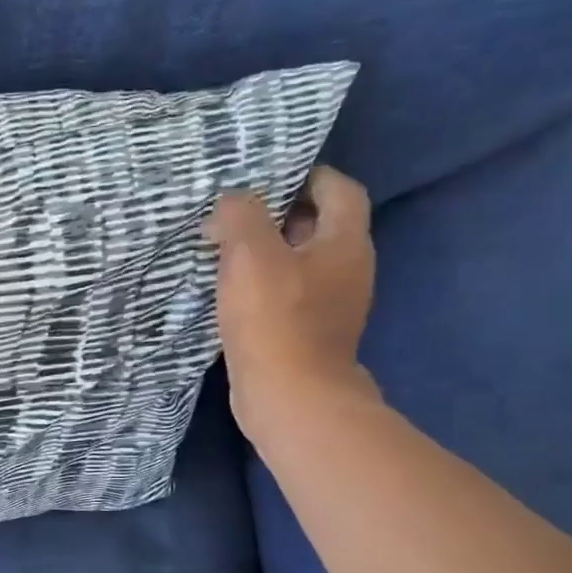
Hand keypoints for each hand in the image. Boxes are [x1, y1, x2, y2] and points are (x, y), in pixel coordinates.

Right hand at [205, 167, 377, 436]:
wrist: (289, 397)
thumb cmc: (275, 319)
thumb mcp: (251, 255)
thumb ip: (241, 215)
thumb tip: (230, 202)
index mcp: (345, 243)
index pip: (339, 189)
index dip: (307, 175)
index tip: (265, 177)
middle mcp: (348, 269)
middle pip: (318, 225)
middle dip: (278, 213)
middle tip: (233, 212)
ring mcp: (330, 304)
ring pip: (299, 261)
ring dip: (266, 251)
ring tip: (223, 248)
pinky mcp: (307, 332)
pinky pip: (287, 292)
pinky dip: (262, 283)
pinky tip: (229, 290)